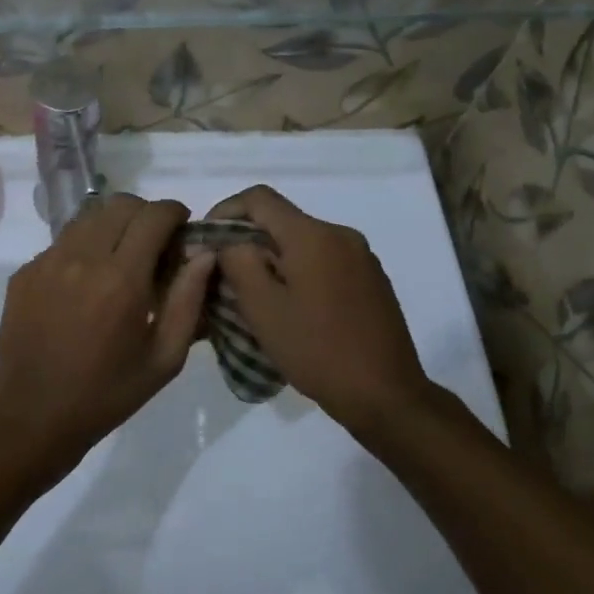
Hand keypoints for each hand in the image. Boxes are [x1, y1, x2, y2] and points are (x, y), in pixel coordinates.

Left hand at [0, 194, 213, 485]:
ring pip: (87, 217)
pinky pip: (60, 242)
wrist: (33, 415)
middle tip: (154, 245)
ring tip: (119, 259)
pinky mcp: (24, 273)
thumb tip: (204, 254)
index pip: (153, 215)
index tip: (182, 229)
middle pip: (119, 204)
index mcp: (121, 279)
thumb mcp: (164, 359)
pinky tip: (84, 284)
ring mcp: (46, 262)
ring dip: (111, 226)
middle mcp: (81, 258)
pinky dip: (81, 248)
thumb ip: (188, 301)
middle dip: (144, 215)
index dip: (174, 213)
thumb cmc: (107, 394)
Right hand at [207, 185, 440, 444]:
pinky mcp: (372, 281)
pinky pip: (324, 261)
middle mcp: (341, 235)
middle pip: (282, 220)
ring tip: (254, 296)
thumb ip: (237, 262)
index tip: (207, 241)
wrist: (386, 395)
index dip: (225, 210)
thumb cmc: (316, 349)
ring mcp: (361, 257)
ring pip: (302, 243)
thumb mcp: (262, 307)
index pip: (259, 198)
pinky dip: (298, 273)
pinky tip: (291, 308)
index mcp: (313, 235)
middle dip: (247, 240)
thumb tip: (228, 241)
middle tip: (224, 275)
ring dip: (272, 259)